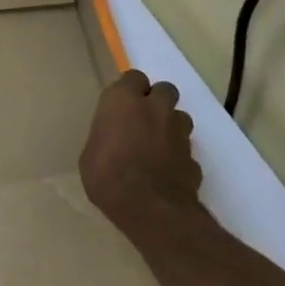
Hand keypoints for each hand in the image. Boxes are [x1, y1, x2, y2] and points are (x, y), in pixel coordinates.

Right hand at [79, 70, 204, 239]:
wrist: (149, 208)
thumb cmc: (106, 176)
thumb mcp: (90, 153)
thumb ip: (106, 135)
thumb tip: (114, 138)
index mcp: (123, 102)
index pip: (133, 77)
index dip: (129, 90)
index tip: (120, 105)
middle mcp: (155, 108)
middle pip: (164, 89)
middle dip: (156, 100)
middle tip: (141, 119)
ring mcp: (179, 131)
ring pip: (180, 116)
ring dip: (170, 124)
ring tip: (156, 144)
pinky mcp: (194, 155)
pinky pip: (185, 147)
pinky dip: (177, 153)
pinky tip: (166, 169)